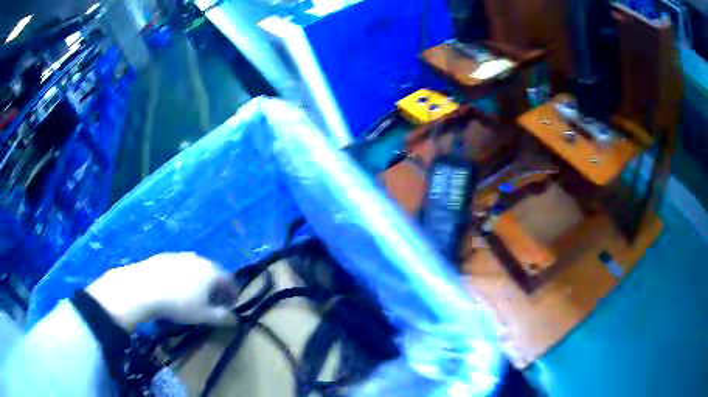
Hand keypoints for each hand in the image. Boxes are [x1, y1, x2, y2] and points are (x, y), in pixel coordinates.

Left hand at [87, 252, 238, 331]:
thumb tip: (236, 320)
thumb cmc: (179, 304)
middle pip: (213, 273)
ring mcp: (181, 256)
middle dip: (217, 288)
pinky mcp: (166, 257)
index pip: (229, 281)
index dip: (233, 294)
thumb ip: (222, 317)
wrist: (144, 288)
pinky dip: (184, 277)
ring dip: (200, 282)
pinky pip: (181, 267)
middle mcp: (199, 259)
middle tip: (214, 302)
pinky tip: (176, 289)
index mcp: (211, 272)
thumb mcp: (204, 316)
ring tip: (194, 296)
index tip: (231, 305)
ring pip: (196, 269)